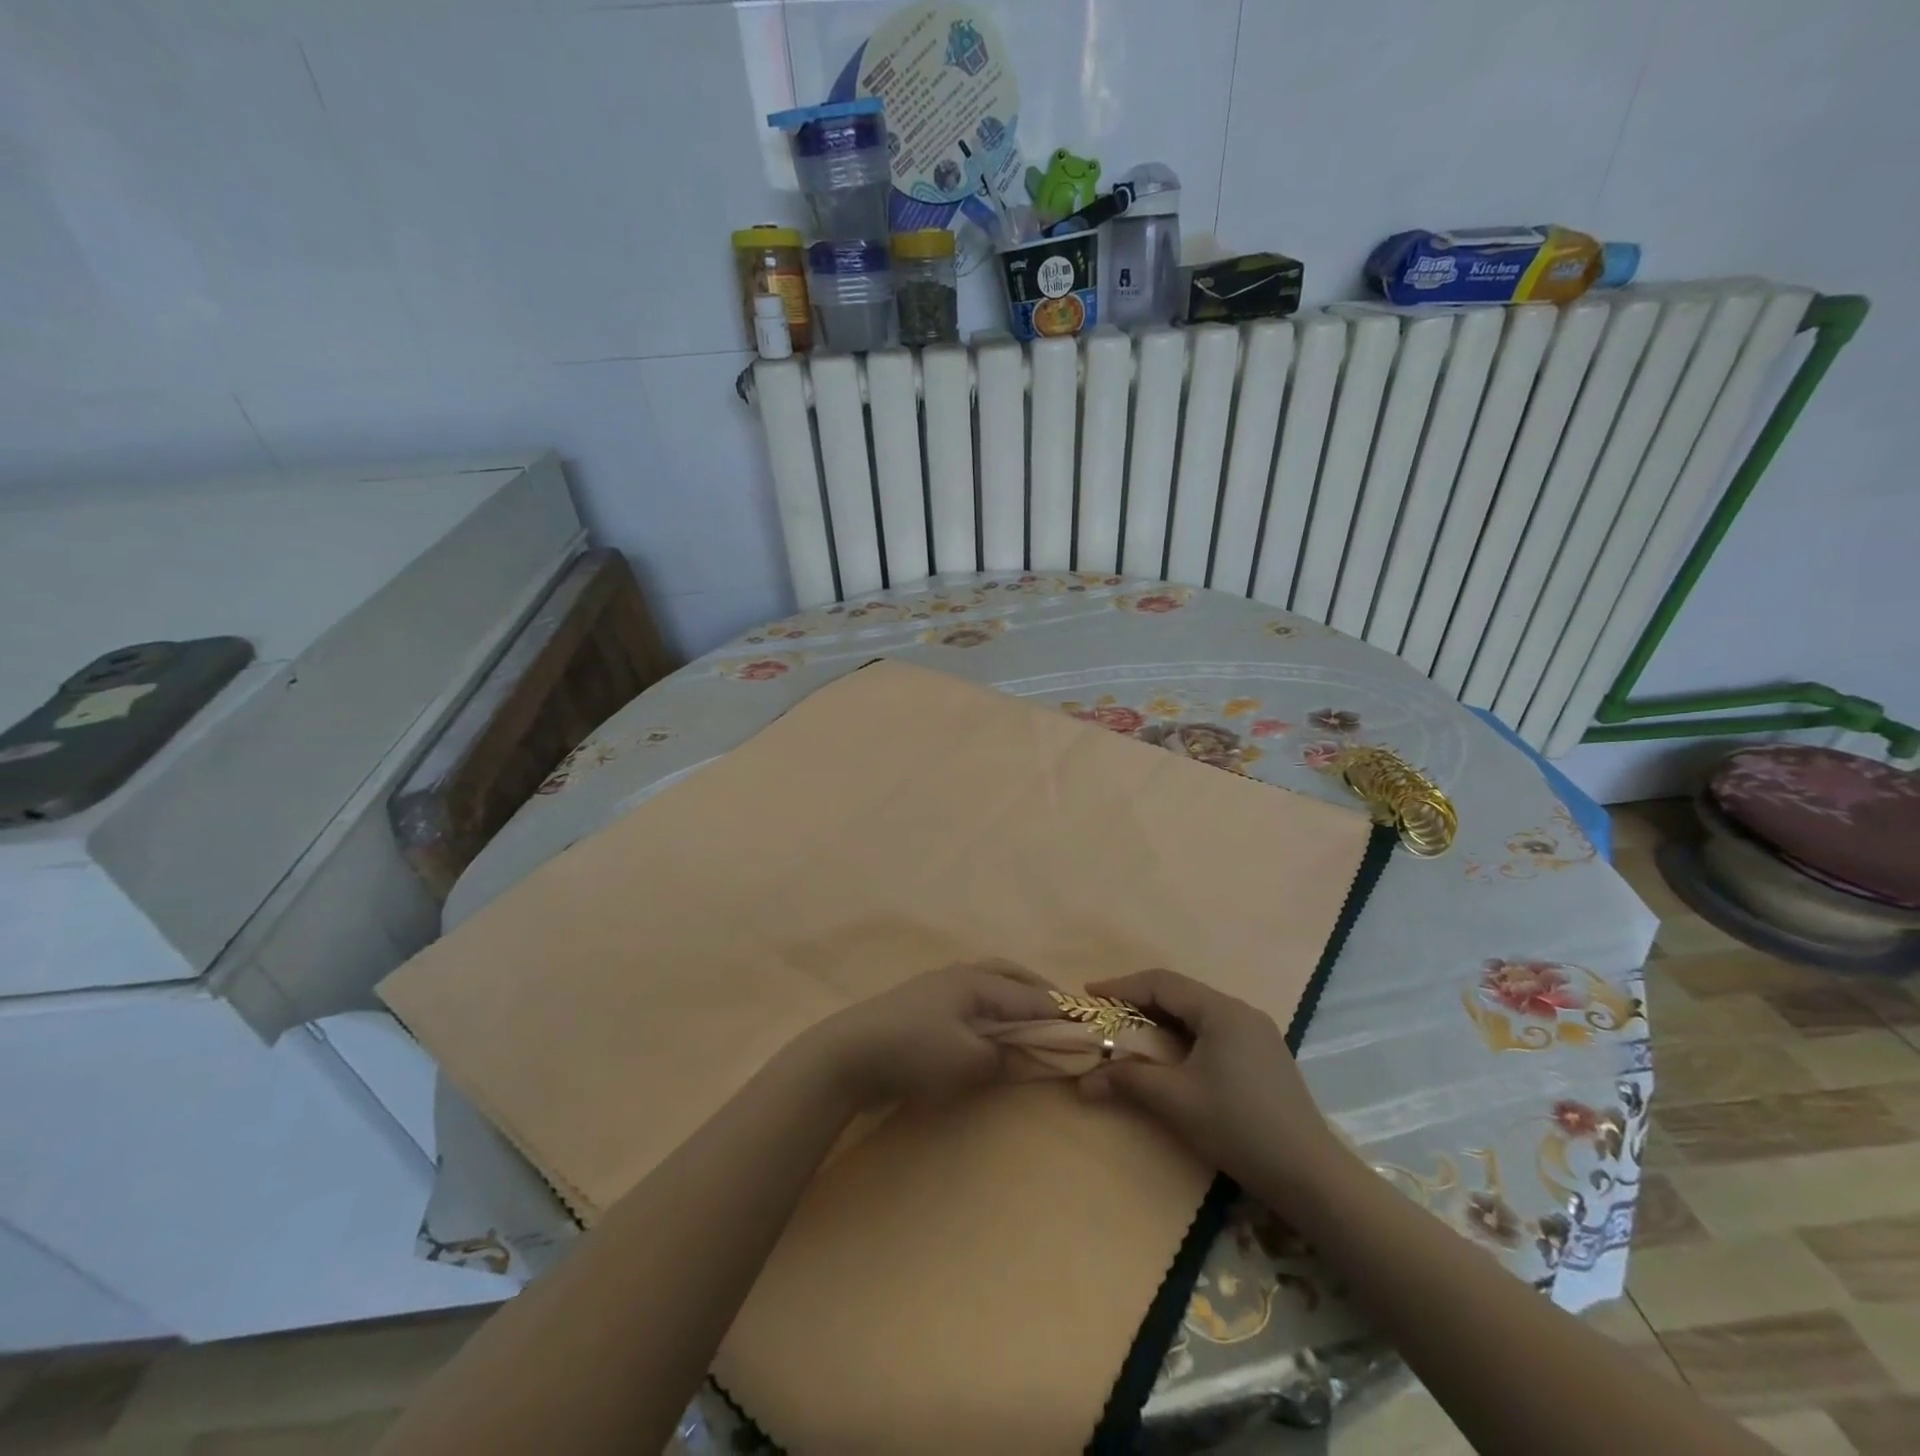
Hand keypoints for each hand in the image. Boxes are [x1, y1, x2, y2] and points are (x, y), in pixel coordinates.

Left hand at [797, 961, 1059, 1110]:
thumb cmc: (913, 1052)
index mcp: (977, 982)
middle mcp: (961, 975)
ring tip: (1031, 1020)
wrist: (848, 1054)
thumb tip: (1032, 1056)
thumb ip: (1005, 1057)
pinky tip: (990, 1027)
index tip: (1089, 1030)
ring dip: (1014, 998)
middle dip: (1039, 993)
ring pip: (989, 984)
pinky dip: (992, 1008)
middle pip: (1010, 976)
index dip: (1061, 1015)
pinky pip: (971, 999)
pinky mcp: (922, 1005)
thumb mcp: (967, 1060)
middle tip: (1063, 1015)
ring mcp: (938, 987)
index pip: (1031, 997)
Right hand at [1078, 968, 1339, 1185]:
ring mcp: (1258, 1033)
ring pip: (1198, 1013)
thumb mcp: (1176, 1101)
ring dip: (1162, 1020)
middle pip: (1181, 994)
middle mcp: (1241, 1011)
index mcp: (1221, 1011)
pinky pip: (1214, 1031)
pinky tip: (1173, 1057)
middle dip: (1139, 1003)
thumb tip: (1083, 1081)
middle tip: (1107, 1017)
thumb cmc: (1238, 1127)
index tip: (1090, 995)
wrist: (1311, 1176)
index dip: (1121, 986)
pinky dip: (1185, 1036)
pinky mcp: (1265, 1057)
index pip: (1161, 983)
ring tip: (1133, 1035)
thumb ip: (1128, 1081)